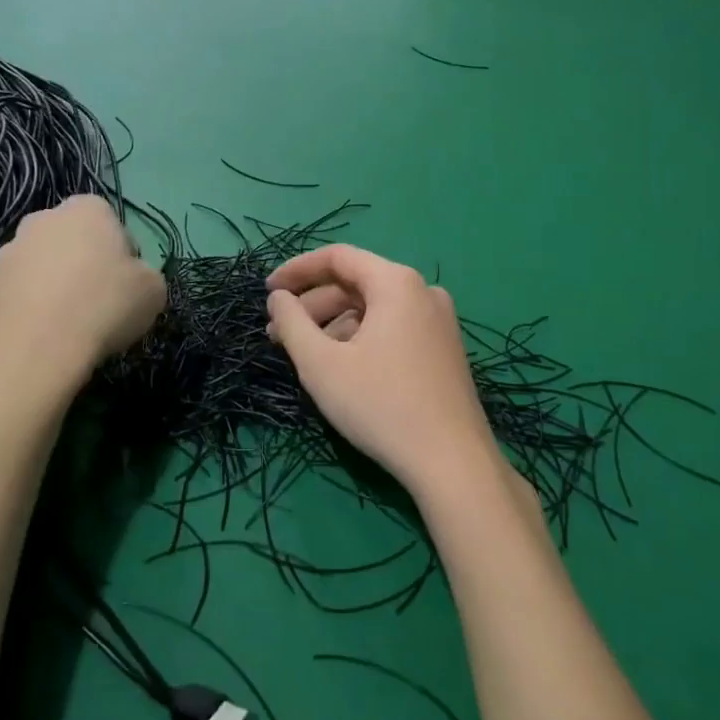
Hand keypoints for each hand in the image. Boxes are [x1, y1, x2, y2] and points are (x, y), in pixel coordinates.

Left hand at [0, 197, 164, 372]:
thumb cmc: (105, 307)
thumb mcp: (154, 290)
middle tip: (95, 299)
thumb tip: (129, 279)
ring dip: (47, 281)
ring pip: (35, 262)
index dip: (120, 251)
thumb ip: (144, 274)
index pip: (108, 220)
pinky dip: (19, 304)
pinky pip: (8, 290)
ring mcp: (6, 252)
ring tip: (63, 321)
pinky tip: (34, 330)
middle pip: (68, 237)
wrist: (40, 351)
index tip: (124, 280)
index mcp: (86, 209)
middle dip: (79, 260)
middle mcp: (41, 220)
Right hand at [266, 245, 498, 499]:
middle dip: (312, 306)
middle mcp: (422, 291)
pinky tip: (339, 367)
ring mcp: (438, 321)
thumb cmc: (381, 405)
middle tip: (276, 334)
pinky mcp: (444, 349)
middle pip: (356, 284)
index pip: (337, 257)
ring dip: (333, 325)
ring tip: (303, 356)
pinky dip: (360, 338)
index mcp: (396, 282)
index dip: (297, 270)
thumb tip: (277, 298)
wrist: (452, 462)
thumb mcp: (322, 364)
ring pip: (373, 309)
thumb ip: (292, 323)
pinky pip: (392, 328)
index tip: (267, 291)